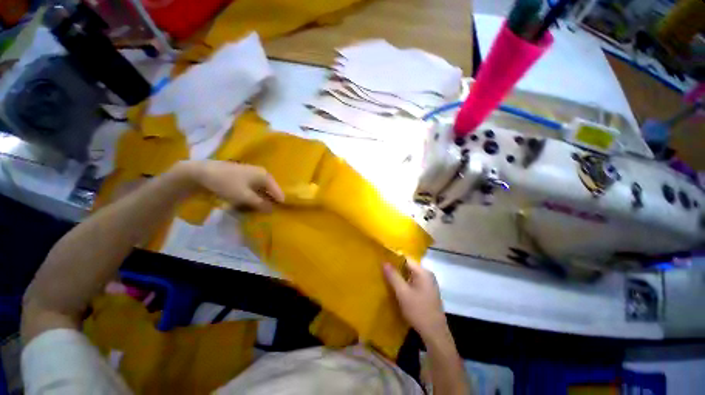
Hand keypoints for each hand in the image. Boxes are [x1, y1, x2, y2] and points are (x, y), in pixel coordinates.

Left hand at [190, 160, 284, 211]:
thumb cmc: (227, 183)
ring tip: (252, 210)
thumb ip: (260, 204)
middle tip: (262, 214)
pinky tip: (245, 204)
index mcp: (265, 176)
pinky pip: (253, 190)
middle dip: (267, 203)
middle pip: (270, 192)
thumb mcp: (245, 196)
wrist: (202, 172)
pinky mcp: (245, 177)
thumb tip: (272, 210)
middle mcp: (262, 174)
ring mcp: (253, 175)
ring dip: (258, 201)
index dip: (278, 204)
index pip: (278, 192)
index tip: (276, 214)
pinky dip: (251, 197)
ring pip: (261, 191)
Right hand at [383, 262, 447, 339]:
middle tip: (381, 269)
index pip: (406, 258)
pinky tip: (396, 288)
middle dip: (395, 268)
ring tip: (386, 277)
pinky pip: (413, 282)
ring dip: (399, 276)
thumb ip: (393, 276)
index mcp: (423, 272)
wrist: (435, 334)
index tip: (382, 260)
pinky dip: (404, 283)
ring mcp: (428, 284)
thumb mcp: (403, 293)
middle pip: (408, 266)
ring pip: (410, 275)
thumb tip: (384, 262)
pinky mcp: (427, 292)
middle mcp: (427, 275)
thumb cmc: (419, 311)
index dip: (393, 258)